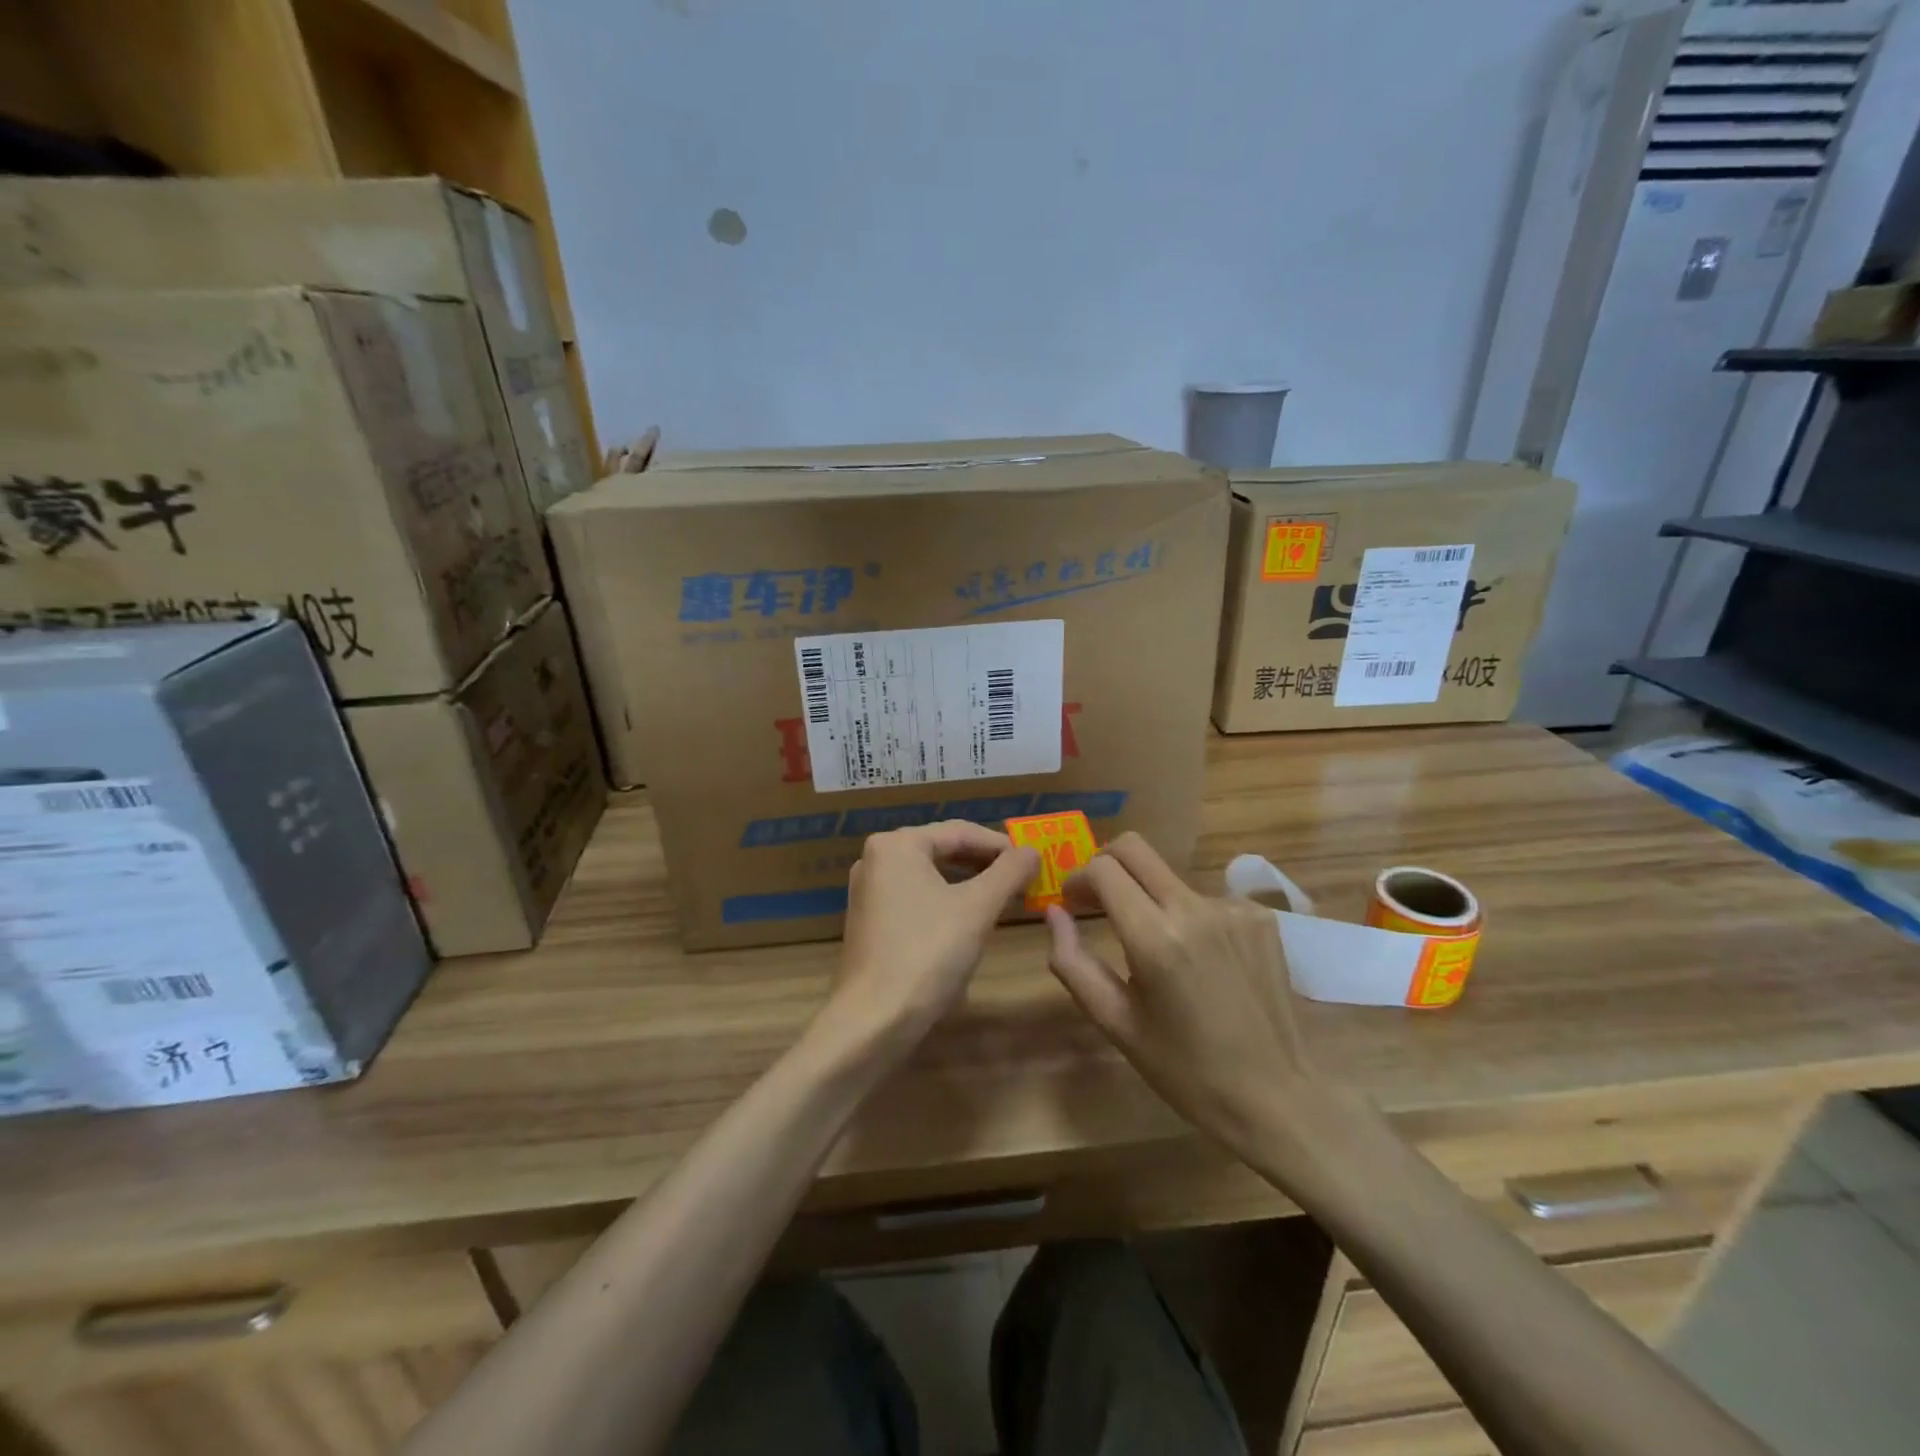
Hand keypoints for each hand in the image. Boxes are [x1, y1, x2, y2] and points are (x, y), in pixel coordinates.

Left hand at [822, 822, 1038, 1055]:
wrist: (874, 1019)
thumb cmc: (928, 953)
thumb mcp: (978, 908)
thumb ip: (1009, 872)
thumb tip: (1031, 851)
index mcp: (897, 844)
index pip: (960, 831)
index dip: (1001, 845)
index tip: (1033, 862)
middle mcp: (876, 859)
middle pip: (943, 850)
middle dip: (984, 864)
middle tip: (1021, 879)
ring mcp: (868, 891)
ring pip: (930, 875)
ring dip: (967, 883)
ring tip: (1001, 898)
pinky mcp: (869, 921)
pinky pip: (915, 898)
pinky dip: (944, 902)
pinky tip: (967, 922)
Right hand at [1046, 833, 1350, 1167]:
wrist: (1275, 1099)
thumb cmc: (1184, 1070)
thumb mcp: (1116, 1022)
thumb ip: (1073, 962)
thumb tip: (1054, 912)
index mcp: (1156, 939)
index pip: (1104, 869)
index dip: (1078, 878)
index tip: (1073, 904)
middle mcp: (1195, 909)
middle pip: (1136, 849)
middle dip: (1106, 864)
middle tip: (1097, 901)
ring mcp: (1234, 909)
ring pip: (1169, 878)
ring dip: (1149, 898)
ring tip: (1155, 949)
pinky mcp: (1260, 917)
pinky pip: (1206, 898)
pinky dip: (1188, 916)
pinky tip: (1198, 959)